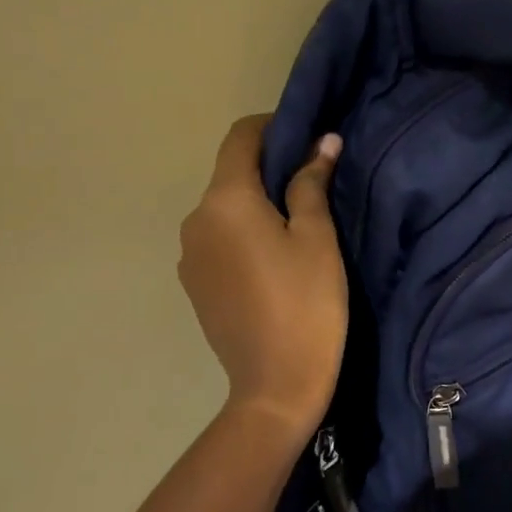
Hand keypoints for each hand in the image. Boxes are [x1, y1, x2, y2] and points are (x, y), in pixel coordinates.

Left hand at [178, 115, 346, 438]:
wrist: (275, 385)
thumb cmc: (306, 302)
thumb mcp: (317, 237)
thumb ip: (312, 183)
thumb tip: (322, 141)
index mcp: (224, 201)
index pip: (240, 138)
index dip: (272, 126)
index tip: (305, 134)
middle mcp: (195, 220)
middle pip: (230, 174)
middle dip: (268, 167)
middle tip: (313, 180)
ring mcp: (188, 255)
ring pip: (224, 209)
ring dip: (256, 202)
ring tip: (296, 222)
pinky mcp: (193, 284)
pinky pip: (218, 239)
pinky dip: (243, 232)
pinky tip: (273, 258)